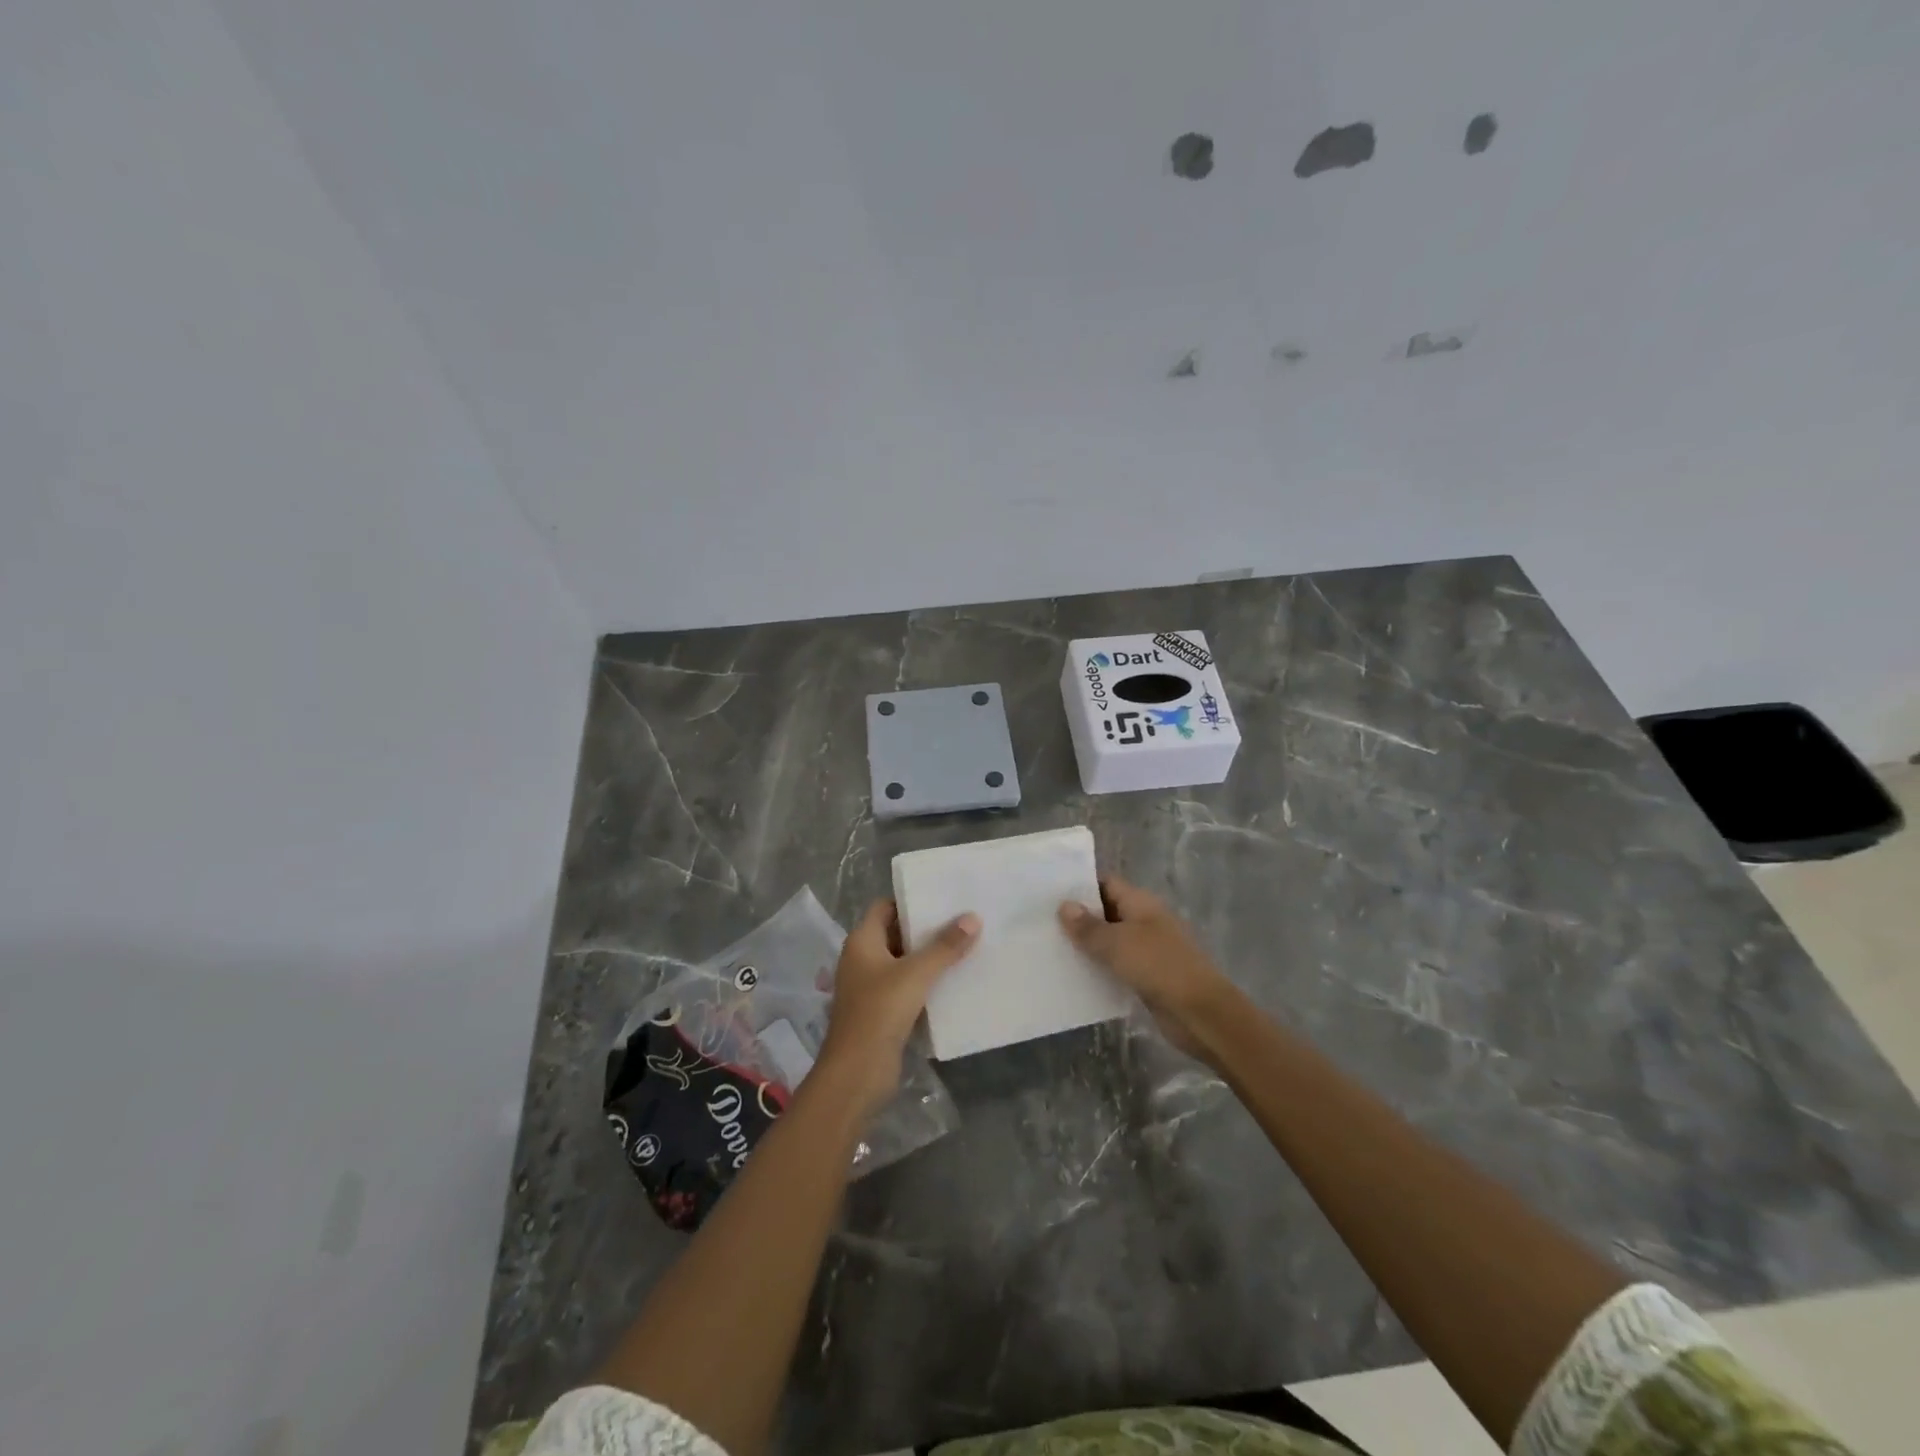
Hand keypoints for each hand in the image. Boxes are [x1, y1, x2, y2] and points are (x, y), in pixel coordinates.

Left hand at [816, 900, 978, 1117]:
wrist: (857, 1073)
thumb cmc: (880, 1011)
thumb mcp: (916, 974)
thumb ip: (945, 946)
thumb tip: (973, 917)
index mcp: (862, 941)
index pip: (885, 906)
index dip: (910, 900)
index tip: (943, 896)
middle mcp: (862, 959)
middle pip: (896, 933)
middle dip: (926, 928)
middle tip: (962, 919)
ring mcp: (870, 986)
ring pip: (904, 962)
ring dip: (929, 957)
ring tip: (966, 945)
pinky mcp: (882, 1011)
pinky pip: (907, 987)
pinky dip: (926, 982)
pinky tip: (954, 980)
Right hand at [1059, 876, 1236, 1058]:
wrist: (1200, 1013)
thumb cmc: (1158, 966)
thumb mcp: (1117, 943)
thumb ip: (1088, 927)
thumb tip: (1064, 905)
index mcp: (1141, 903)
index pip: (1106, 883)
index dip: (1080, 886)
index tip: (1049, 893)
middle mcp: (1145, 920)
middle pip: (1107, 911)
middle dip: (1079, 917)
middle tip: (1042, 922)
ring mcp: (1148, 949)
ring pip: (1111, 941)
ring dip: (1088, 945)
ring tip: (1051, 948)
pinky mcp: (1148, 976)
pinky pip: (1117, 966)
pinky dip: (1099, 968)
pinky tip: (1074, 975)